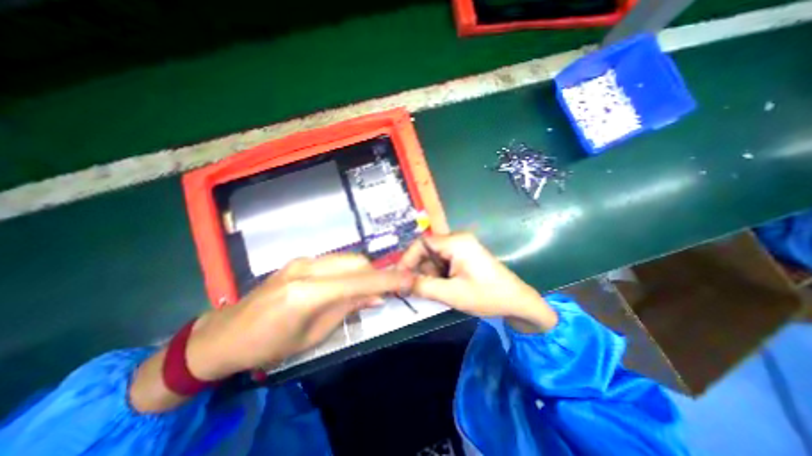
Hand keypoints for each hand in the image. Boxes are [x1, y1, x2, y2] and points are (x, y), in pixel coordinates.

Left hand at [184, 254, 412, 380]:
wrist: (225, 334)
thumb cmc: (269, 345)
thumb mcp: (313, 335)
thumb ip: (348, 309)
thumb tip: (377, 296)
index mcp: (308, 293)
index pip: (359, 281)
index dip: (388, 280)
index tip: (410, 279)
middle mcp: (307, 268)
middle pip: (357, 262)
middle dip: (375, 274)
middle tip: (383, 291)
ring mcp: (303, 261)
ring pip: (348, 258)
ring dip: (363, 272)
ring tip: (365, 290)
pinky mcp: (300, 260)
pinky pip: (335, 261)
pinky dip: (349, 271)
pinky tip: (346, 285)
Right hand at [398, 233, 558, 331]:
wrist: (517, 302)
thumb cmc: (487, 296)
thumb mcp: (451, 294)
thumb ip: (422, 286)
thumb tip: (399, 283)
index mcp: (456, 242)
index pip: (422, 243)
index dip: (407, 259)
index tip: (399, 277)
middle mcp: (457, 239)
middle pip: (427, 250)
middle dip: (419, 269)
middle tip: (413, 289)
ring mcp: (461, 247)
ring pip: (433, 257)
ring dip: (429, 274)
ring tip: (435, 291)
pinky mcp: (464, 255)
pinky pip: (443, 262)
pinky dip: (438, 274)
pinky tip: (443, 288)